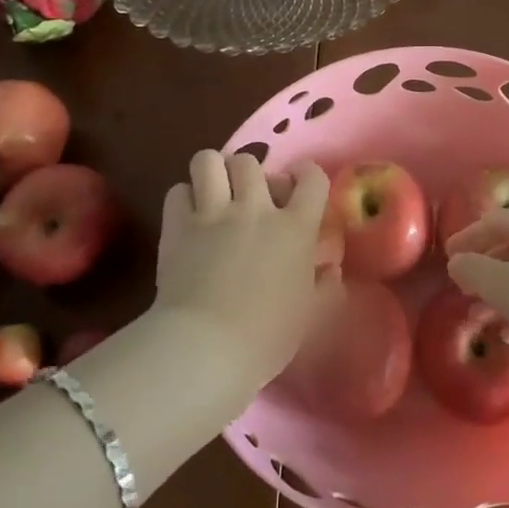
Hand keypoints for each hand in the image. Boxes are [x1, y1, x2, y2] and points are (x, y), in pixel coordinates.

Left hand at [153, 149, 335, 384]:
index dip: (307, 174)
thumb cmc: (268, 336)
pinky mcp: (177, 227)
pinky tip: (188, 217)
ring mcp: (213, 214)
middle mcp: (255, 209)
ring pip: (209, 161)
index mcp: (295, 228)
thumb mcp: (311, 315)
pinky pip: (177, 191)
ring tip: (214, 193)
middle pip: (250, 162)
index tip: (299, 184)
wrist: (207, 346)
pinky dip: (183, 199)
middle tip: (248, 196)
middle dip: (249, 173)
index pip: (312, 179)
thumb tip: (331, 270)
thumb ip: (326, 288)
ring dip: (213, 172)